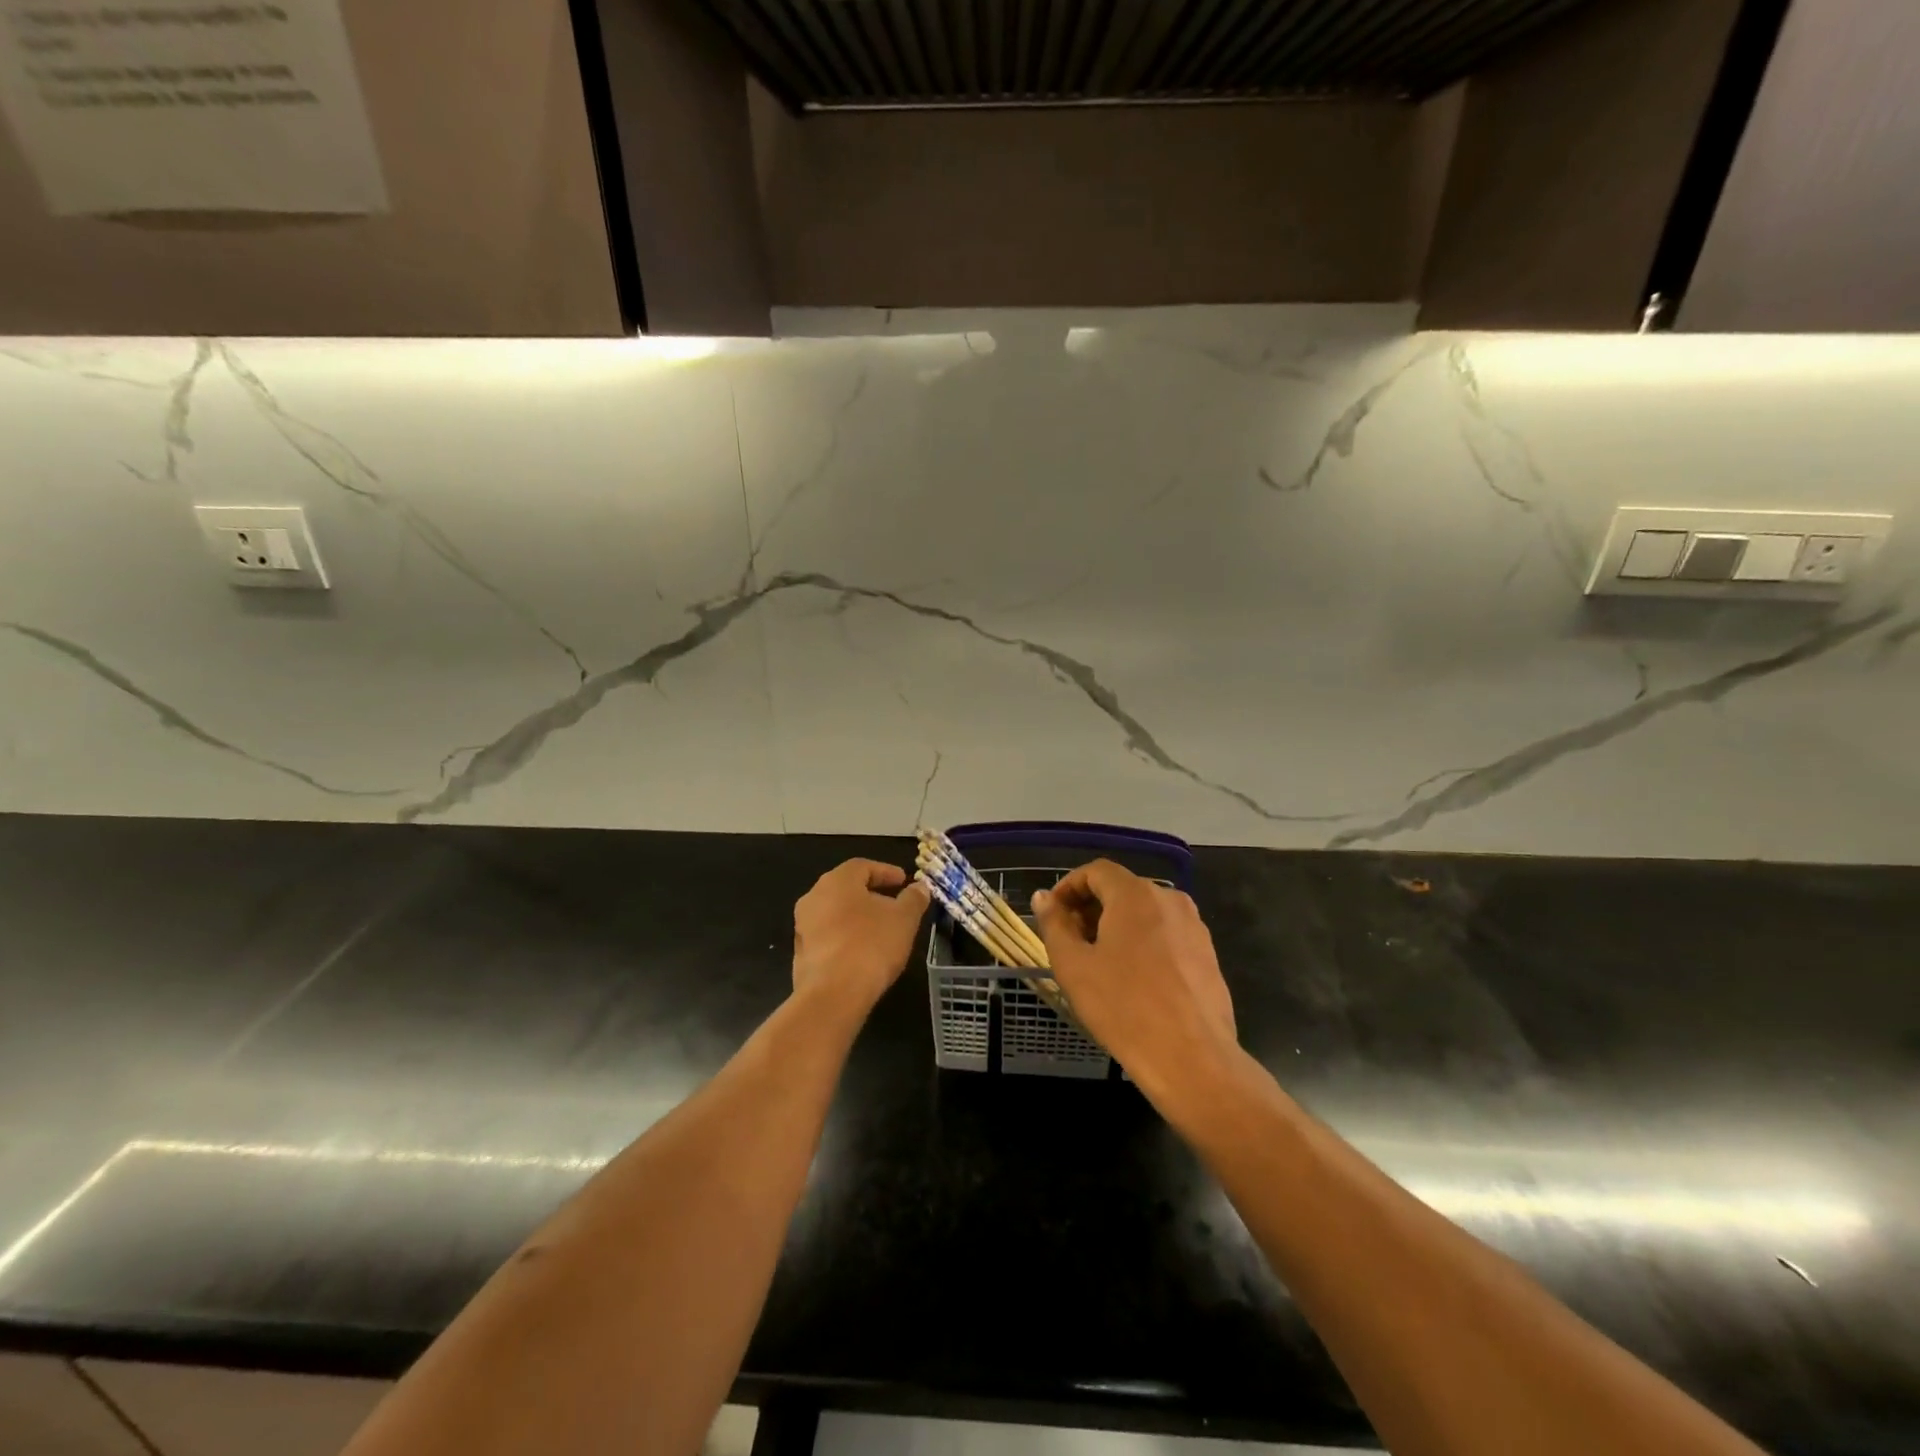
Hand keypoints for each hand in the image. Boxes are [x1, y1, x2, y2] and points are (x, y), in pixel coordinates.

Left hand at [791, 859, 930, 1017]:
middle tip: (893, 904)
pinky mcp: (801, 953)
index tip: (903, 881)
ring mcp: (803, 926)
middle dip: (871, 894)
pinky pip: (828, 936)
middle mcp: (814, 897)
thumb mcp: (904, 919)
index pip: (863, 866)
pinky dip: (845, 937)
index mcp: (837, 881)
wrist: (833, 994)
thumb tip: (920, 887)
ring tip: (881, 929)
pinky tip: (862, 951)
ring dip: (857, 917)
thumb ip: (913, 899)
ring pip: (835, 912)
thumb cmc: (871, 945)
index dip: (886, 872)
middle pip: (846, 888)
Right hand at [1031, 860, 1238, 1102]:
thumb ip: (1054, 924)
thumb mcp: (1074, 965)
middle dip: (1091, 908)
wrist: (1191, 1058)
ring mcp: (1194, 927)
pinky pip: (1166, 935)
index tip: (1052, 915)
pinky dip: (1143, 943)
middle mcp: (1169, 899)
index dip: (1068, 887)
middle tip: (1070, 942)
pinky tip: (1133, 980)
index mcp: (1135, 894)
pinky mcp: (1208, 954)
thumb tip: (1044, 897)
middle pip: (1121, 889)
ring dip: (1117, 926)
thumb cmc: (1123, 1007)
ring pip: (1145, 913)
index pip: (1096, 871)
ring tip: (1099, 963)